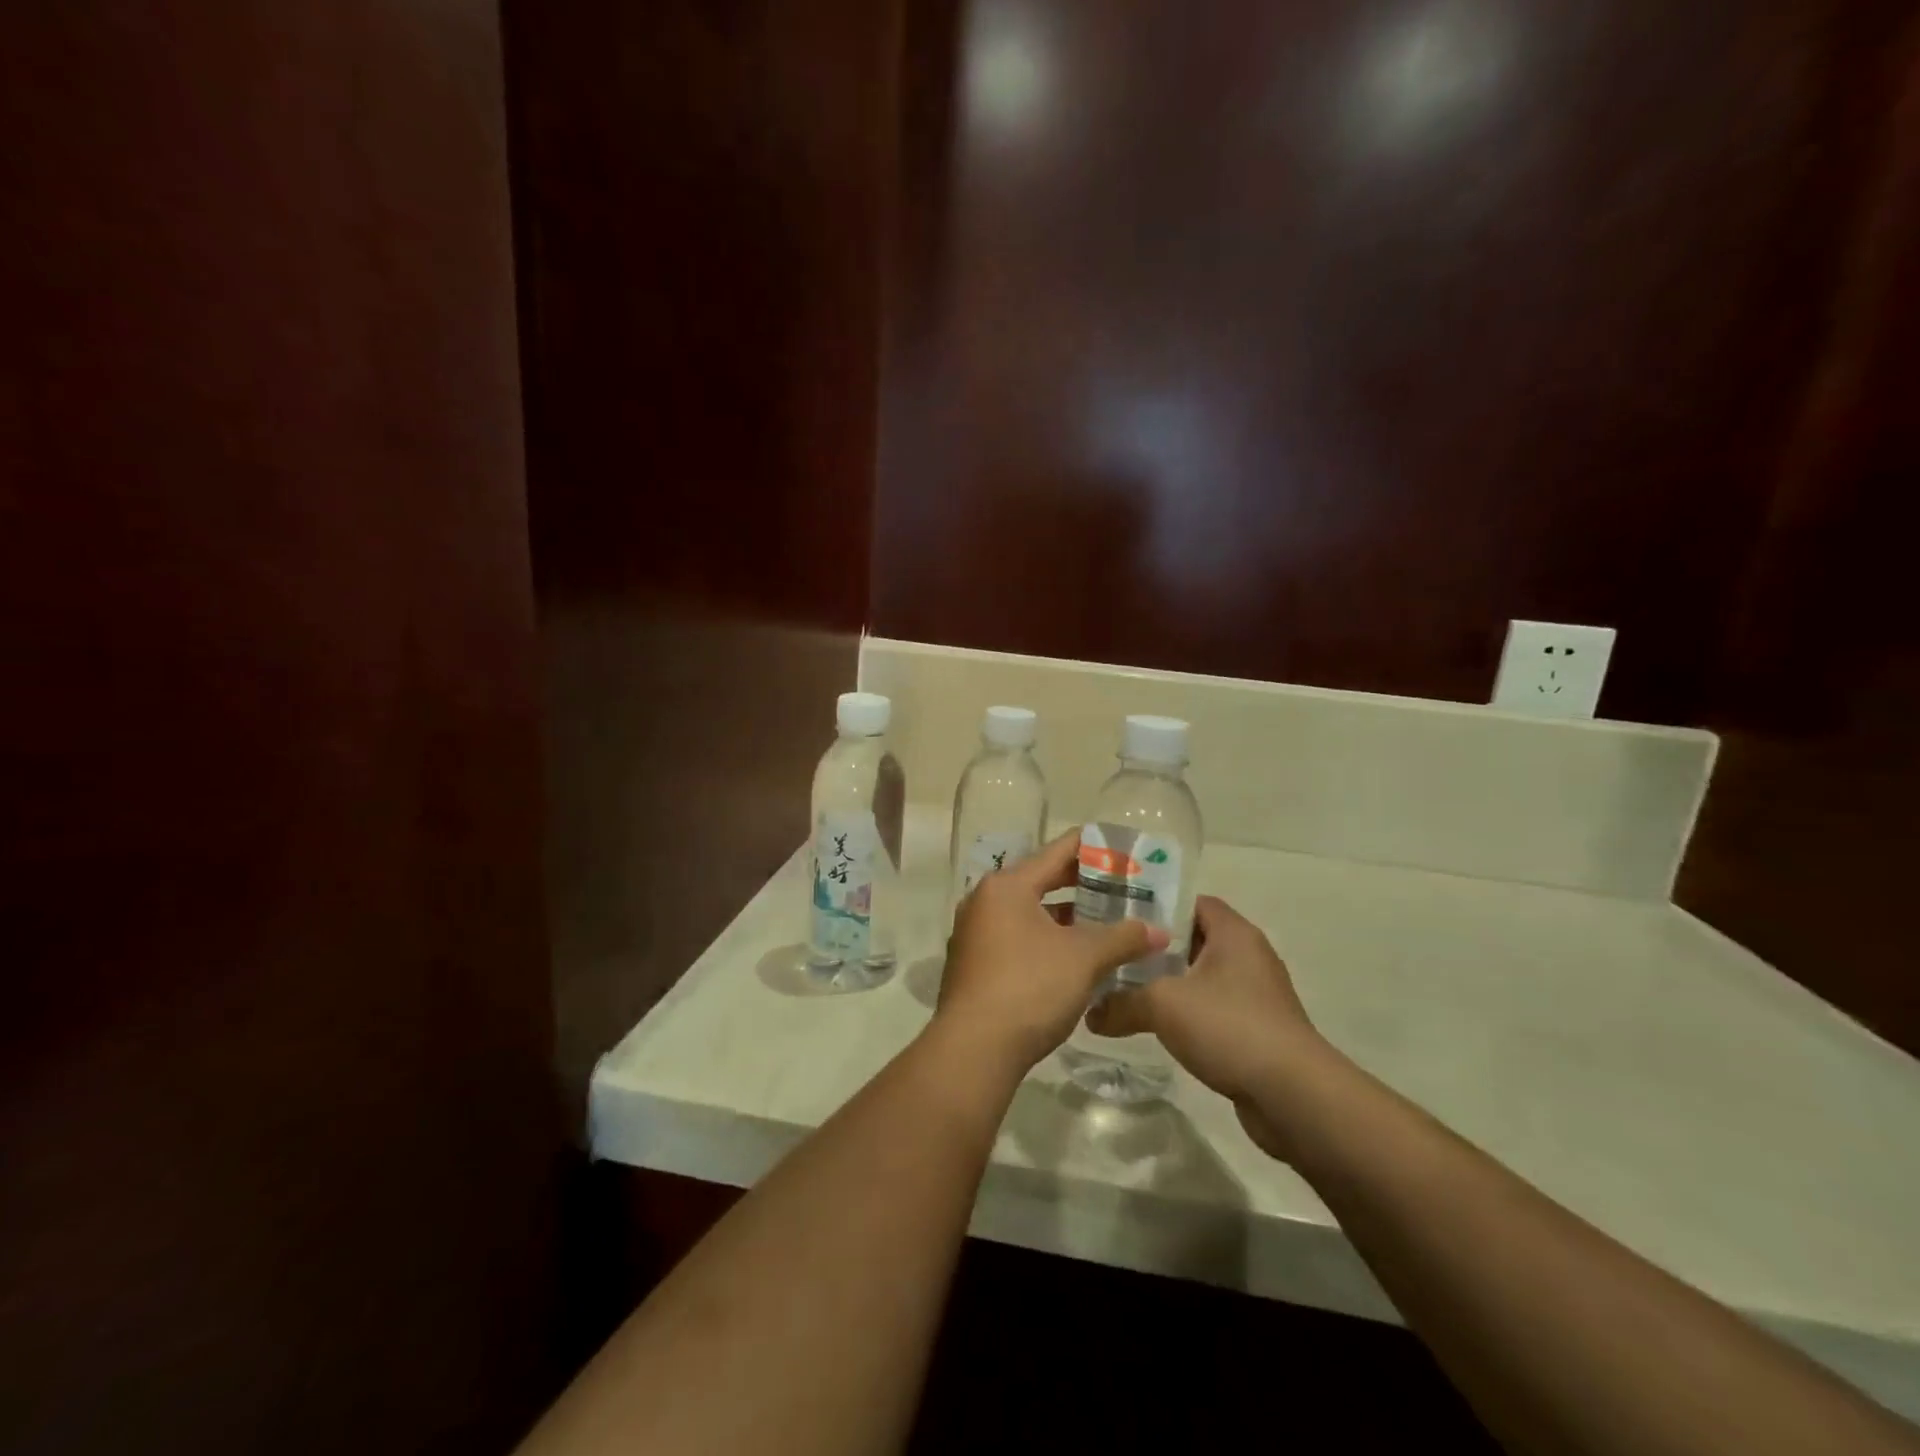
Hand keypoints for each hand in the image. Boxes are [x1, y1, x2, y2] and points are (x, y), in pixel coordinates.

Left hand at [934, 831, 1168, 1074]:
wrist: (974, 1049)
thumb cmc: (1030, 987)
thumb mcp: (1084, 959)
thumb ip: (1123, 938)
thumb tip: (1159, 931)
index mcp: (1006, 886)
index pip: (1056, 852)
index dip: (1092, 847)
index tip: (1121, 846)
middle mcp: (984, 901)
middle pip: (1040, 881)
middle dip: (1081, 885)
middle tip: (1121, 885)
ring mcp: (974, 934)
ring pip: (1029, 914)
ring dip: (1064, 917)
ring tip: (1104, 921)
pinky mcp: (974, 965)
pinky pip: (1017, 938)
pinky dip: (1046, 939)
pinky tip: (1074, 956)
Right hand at [1087, 895, 1325, 1158]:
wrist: (1293, 1096)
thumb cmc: (1229, 1027)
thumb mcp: (1163, 1005)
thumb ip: (1121, 1002)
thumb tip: (1090, 1014)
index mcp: (1233, 933)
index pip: (1190, 901)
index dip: (1155, 904)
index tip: (1119, 916)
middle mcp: (1248, 956)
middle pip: (1192, 938)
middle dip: (1153, 947)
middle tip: (1113, 952)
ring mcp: (1255, 995)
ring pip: (1200, 977)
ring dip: (1168, 983)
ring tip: (1124, 988)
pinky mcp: (1256, 1030)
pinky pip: (1212, 1009)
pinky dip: (1186, 1013)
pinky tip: (1155, 1025)